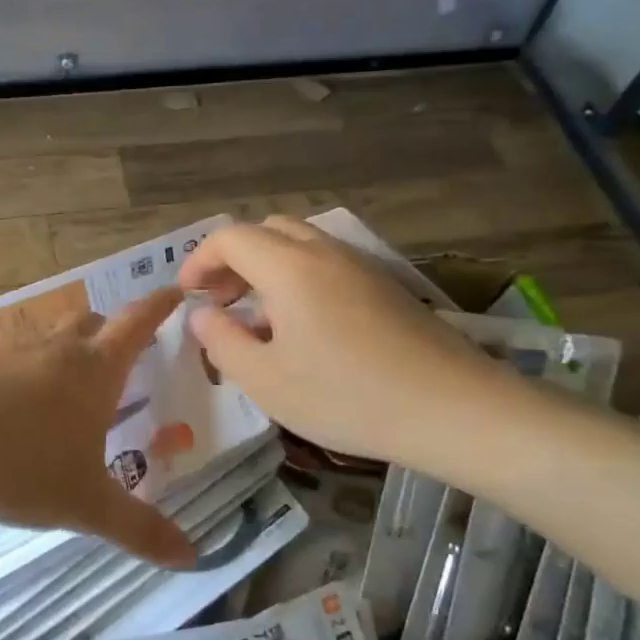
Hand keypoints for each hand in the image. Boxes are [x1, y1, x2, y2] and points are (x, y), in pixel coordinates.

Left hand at [0, 289, 194, 566]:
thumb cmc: (24, 466)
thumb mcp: (87, 504)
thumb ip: (139, 529)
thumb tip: (192, 557)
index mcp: (95, 371)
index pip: (137, 323)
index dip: (159, 306)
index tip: (175, 290)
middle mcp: (57, 352)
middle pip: (90, 323)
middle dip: (109, 332)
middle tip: (121, 352)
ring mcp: (12, 357)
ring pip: (49, 340)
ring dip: (66, 352)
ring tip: (70, 385)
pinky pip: (13, 363)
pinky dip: (27, 375)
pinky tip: (18, 409)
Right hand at [178, 217, 523, 470]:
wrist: (452, 408)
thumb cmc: (347, 396)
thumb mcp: (267, 380)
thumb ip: (223, 342)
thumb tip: (202, 314)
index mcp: (289, 267)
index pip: (230, 237)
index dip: (199, 260)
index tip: (187, 295)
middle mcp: (325, 252)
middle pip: (267, 231)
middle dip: (232, 259)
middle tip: (219, 301)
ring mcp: (361, 266)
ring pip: (300, 246)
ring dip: (266, 268)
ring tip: (257, 317)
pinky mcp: (386, 286)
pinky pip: (328, 265)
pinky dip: (298, 279)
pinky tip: (303, 328)